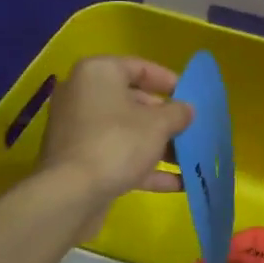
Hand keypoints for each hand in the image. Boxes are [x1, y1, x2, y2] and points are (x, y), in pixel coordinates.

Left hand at [38, 57, 192, 207]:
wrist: (71, 195)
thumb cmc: (117, 143)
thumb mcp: (159, 124)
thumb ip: (178, 112)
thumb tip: (187, 110)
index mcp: (97, 73)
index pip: (140, 67)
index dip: (170, 81)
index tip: (192, 96)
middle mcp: (83, 96)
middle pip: (133, 102)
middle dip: (166, 119)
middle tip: (192, 129)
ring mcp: (79, 131)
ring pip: (127, 132)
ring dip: (159, 146)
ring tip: (191, 158)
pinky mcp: (79, 161)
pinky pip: (118, 156)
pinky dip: (145, 167)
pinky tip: (178, 183)